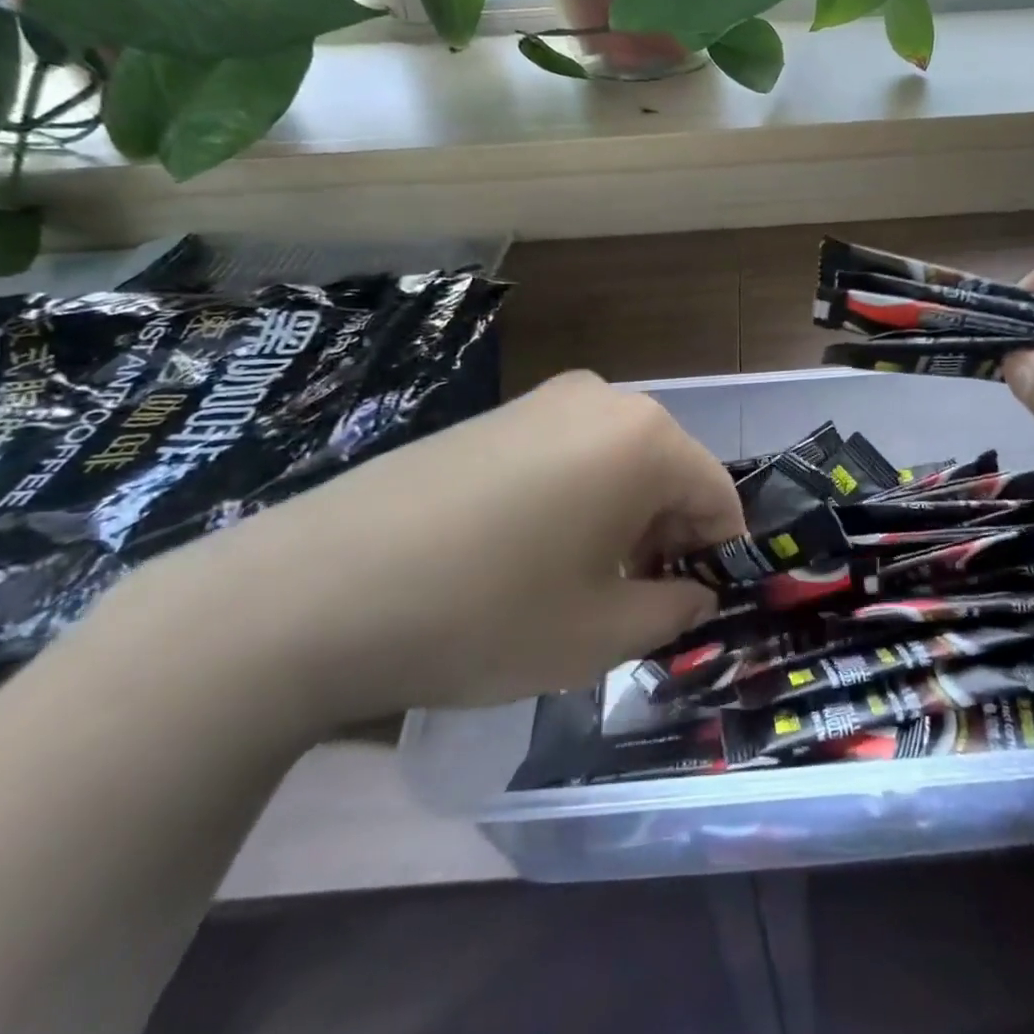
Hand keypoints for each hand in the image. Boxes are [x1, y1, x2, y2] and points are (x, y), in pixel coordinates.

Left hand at [134, 372, 731, 732]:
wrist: (315, 589)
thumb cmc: (485, 613)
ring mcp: (545, 399)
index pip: (718, 495)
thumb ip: (672, 612)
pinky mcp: (498, 414)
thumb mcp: (600, 635)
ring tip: (570, 582)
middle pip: (668, 472)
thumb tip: (693, 593)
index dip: (715, 557)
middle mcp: (605, 398)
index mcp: (646, 438)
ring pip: (619, 462)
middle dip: (664, 537)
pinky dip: (574, 498)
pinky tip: (523, 550)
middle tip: (626, 602)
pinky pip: (569, 453)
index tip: (685, 608)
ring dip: (620, 519)